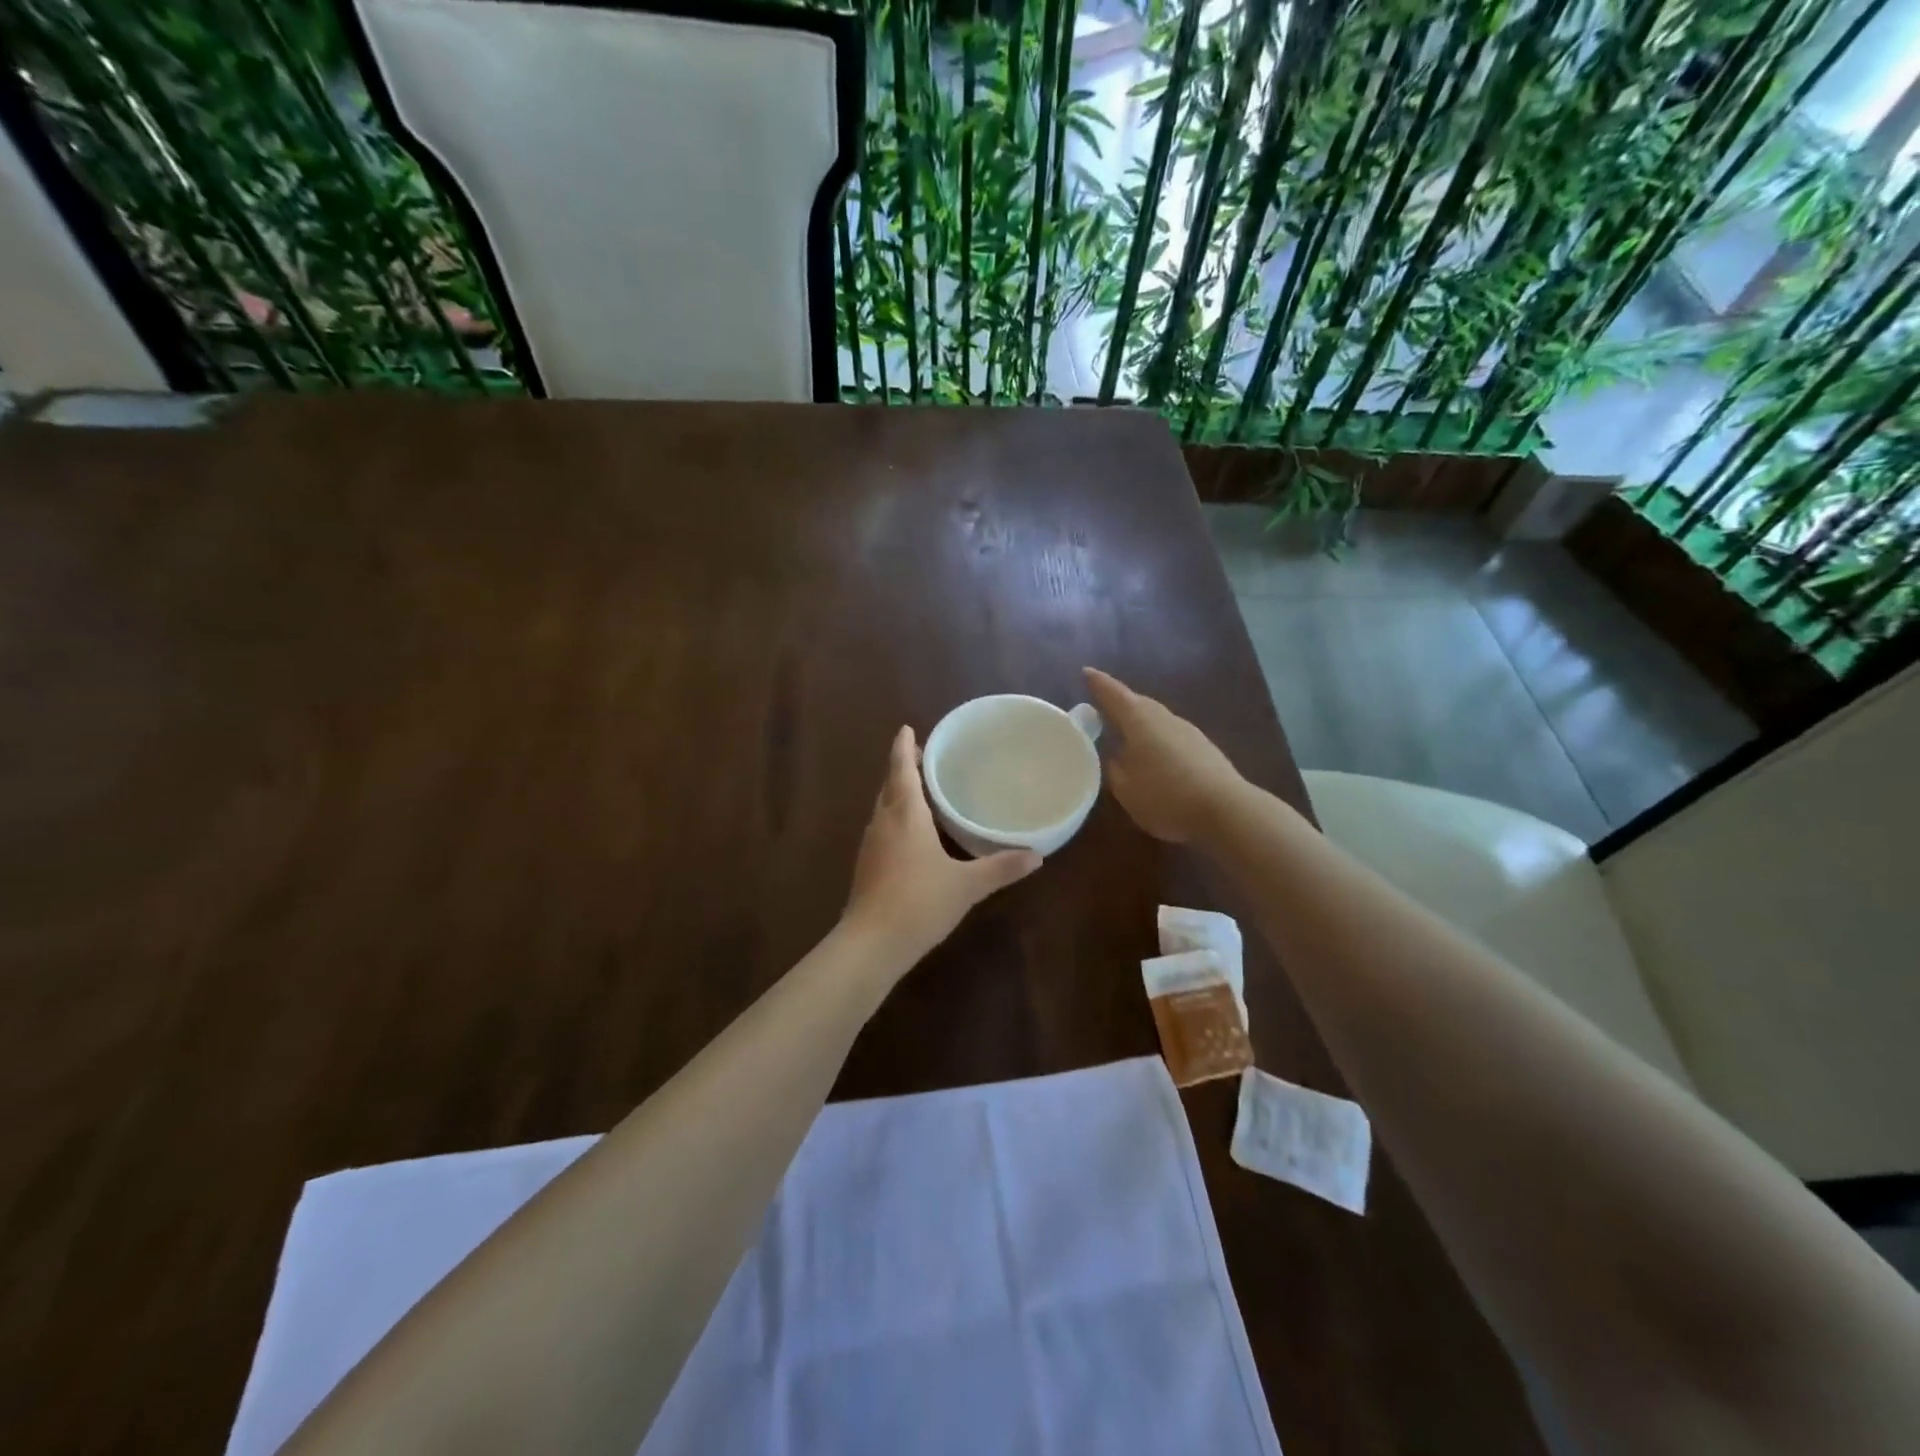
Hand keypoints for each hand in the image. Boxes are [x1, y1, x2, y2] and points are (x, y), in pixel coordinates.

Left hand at [843, 726, 1040, 961]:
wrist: (871, 944)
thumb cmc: (919, 903)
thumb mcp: (967, 885)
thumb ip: (1001, 868)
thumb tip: (1036, 855)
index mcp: (905, 814)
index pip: (901, 768)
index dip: (903, 747)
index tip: (907, 729)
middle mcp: (883, 821)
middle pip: (890, 784)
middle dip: (902, 767)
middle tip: (923, 757)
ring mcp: (870, 844)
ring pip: (883, 807)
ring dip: (897, 793)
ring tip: (921, 790)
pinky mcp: (866, 865)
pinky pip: (882, 828)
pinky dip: (895, 818)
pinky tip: (911, 834)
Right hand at [1082, 668, 1244, 842]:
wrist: (1225, 810)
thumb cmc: (1165, 796)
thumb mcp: (1126, 789)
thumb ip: (1115, 769)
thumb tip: (1117, 756)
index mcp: (1139, 721)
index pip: (1114, 694)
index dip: (1099, 684)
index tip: (1087, 672)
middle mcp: (1164, 718)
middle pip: (1139, 703)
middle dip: (1121, 703)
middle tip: (1104, 708)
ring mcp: (1189, 732)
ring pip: (1158, 720)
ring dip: (1141, 723)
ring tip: (1127, 736)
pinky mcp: (1205, 749)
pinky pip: (1172, 736)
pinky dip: (1159, 740)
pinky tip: (1156, 759)